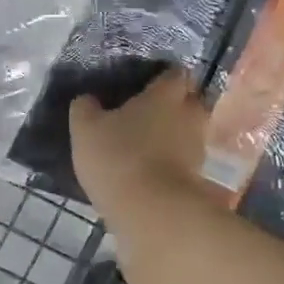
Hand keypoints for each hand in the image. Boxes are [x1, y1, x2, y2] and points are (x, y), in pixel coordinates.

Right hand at [70, 66, 211, 216]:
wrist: (152, 211)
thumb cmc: (118, 157)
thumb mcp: (85, 128)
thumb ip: (85, 107)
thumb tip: (87, 98)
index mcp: (165, 95)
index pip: (175, 72)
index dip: (161, 76)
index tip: (145, 83)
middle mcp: (189, 115)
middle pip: (190, 100)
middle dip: (174, 103)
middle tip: (147, 112)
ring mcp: (198, 148)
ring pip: (189, 131)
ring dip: (174, 134)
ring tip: (148, 143)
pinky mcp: (197, 177)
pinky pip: (185, 159)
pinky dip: (173, 160)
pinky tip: (151, 168)